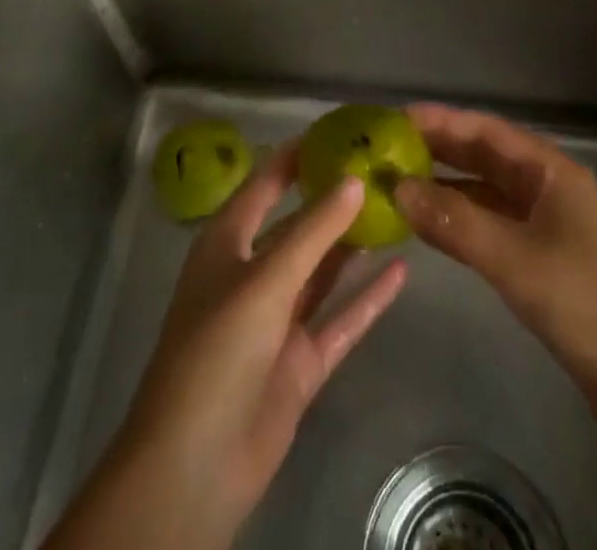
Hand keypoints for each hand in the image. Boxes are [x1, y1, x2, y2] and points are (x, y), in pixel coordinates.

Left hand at [45, 140, 407, 549]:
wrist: (194, 467)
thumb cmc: (217, 350)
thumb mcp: (265, 279)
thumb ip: (313, 230)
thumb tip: (355, 179)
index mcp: (228, 242)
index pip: (266, 182)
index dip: (298, 155)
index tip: (340, 131)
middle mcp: (253, 272)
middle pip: (299, 225)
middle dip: (334, 198)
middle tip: (382, 169)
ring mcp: (278, 319)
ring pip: (322, 269)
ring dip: (354, 243)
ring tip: (397, 208)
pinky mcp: (300, 361)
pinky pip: (340, 319)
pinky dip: (368, 298)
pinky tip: (402, 271)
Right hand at [392, 103, 596, 435]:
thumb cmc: (591, 307)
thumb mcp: (517, 261)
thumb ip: (456, 223)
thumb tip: (398, 188)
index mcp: (550, 172)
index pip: (485, 130)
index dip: (440, 121)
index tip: (394, 120)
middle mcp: (547, 188)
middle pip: (484, 157)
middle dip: (437, 150)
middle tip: (386, 149)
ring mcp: (546, 225)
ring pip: (485, 192)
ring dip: (445, 187)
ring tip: (397, 184)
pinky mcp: (542, 260)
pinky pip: (491, 225)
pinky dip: (459, 221)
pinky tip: (429, 227)